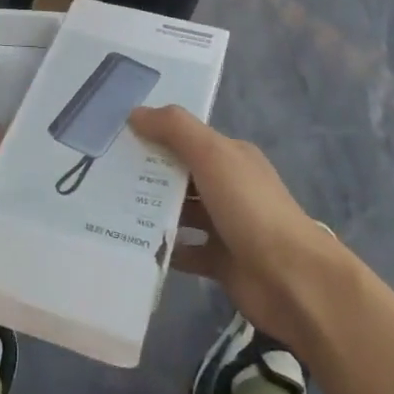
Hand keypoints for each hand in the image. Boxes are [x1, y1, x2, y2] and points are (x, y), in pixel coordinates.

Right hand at [129, 106, 345, 344]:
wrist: (293, 281)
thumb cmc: (251, 209)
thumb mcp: (213, 156)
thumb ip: (175, 129)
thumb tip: (135, 112)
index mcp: (231, 157)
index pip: (186, 138)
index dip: (153, 135)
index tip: (113, 137)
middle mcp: (228, 187)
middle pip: (180, 174)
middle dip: (145, 173)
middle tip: (100, 175)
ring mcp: (225, 225)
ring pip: (180, 212)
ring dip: (150, 210)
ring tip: (107, 208)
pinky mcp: (219, 261)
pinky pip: (184, 250)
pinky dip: (163, 248)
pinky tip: (133, 245)